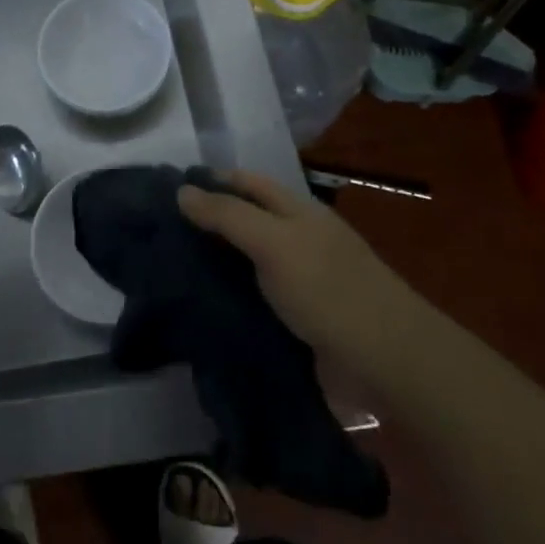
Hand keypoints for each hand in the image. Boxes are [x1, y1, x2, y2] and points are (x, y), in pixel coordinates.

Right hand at [178, 168, 382, 358]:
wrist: (385, 362)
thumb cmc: (327, 289)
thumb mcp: (273, 242)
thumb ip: (227, 216)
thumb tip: (181, 190)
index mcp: (296, 210)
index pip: (245, 182)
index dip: (210, 181)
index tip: (166, 190)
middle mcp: (297, 238)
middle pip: (245, 220)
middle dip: (207, 223)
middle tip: (159, 232)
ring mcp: (299, 280)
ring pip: (247, 261)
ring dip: (215, 263)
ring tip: (170, 268)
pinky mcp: (298, 319)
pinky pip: (255, 298)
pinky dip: (230, 297)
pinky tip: (202, 305)